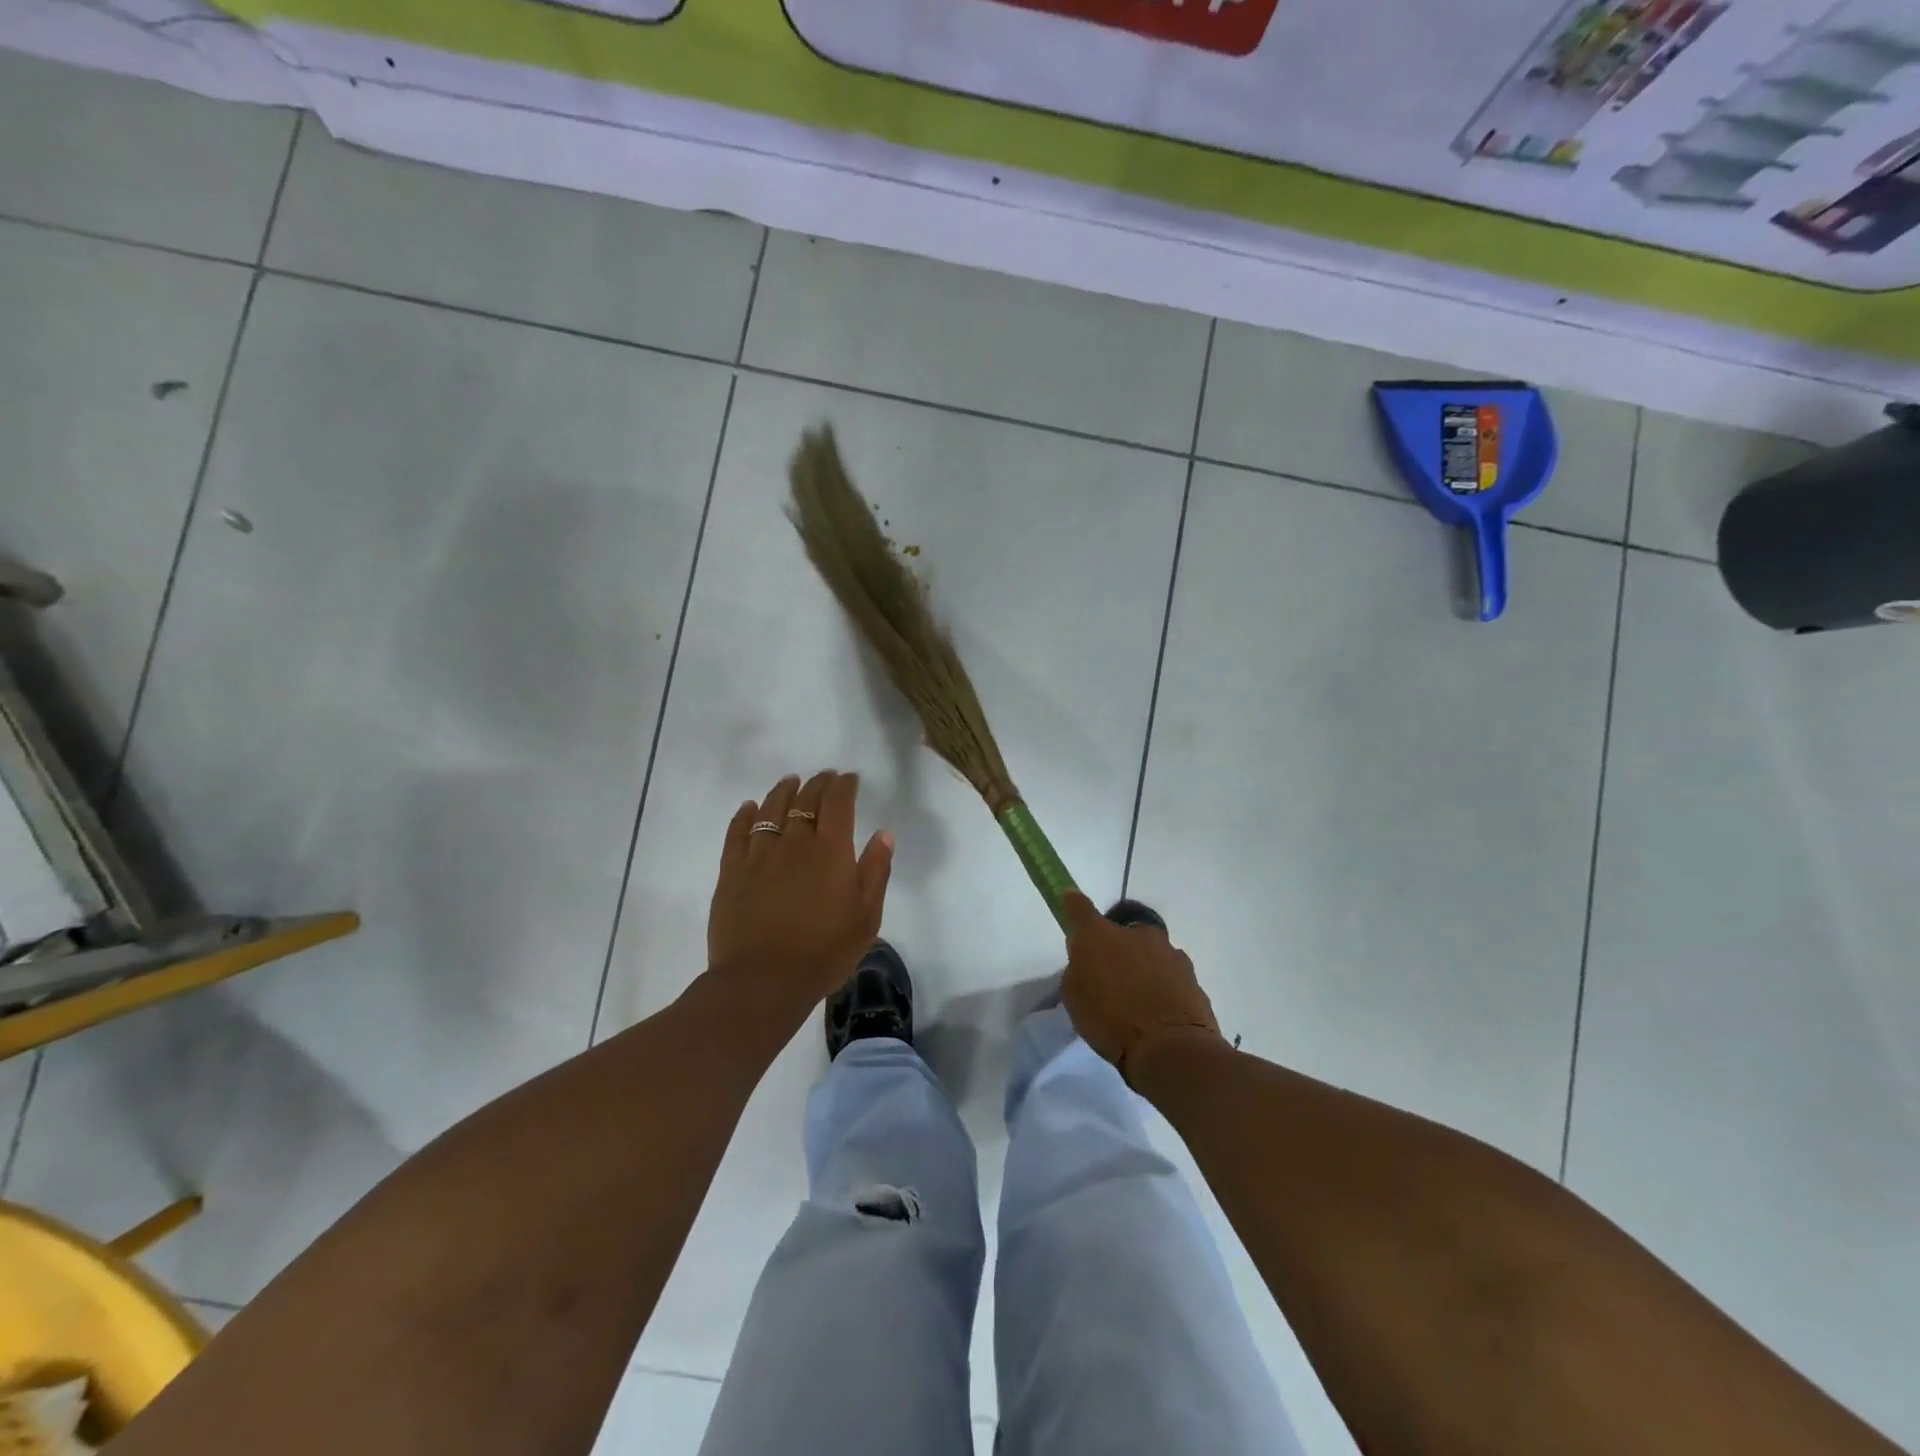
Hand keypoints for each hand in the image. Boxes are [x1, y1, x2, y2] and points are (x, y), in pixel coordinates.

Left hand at [706, 771, 894, 1030]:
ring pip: (771, 809)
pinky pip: (737, 833)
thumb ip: (876, 870)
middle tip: (824, 777)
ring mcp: (759, 854)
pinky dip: (744, 816)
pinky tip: (749, 808)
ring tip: (790, 781)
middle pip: (805, 800)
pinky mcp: (732, 871)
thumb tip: (883, 834)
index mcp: (831, 850)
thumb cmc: (824, 951)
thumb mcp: (866, 916)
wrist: (764, 981)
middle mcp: (795, 842)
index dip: (844, 786)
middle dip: (818, 784)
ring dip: (783, 791)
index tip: (849, 778)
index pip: (838, 803)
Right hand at [1060, 891, 1222, 1081]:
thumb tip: (1088, 961)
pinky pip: (1169, 975)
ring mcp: (1168, 952)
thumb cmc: (1110, 1021)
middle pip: (1121, 933)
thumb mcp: (1075, 997)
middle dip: (1117, 948)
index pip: (1079, 908)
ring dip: (1142, 967)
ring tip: (1138, 1002)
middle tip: (1111, 978)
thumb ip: (1079, 970)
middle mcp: (1136, 933)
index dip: (1073, 904)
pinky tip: (1158, 1012)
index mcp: (1099, 935)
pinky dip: (1162, 986)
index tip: (1069, 901)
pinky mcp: (1191, 974)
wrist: (1169, 1047)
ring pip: (1149, 953)